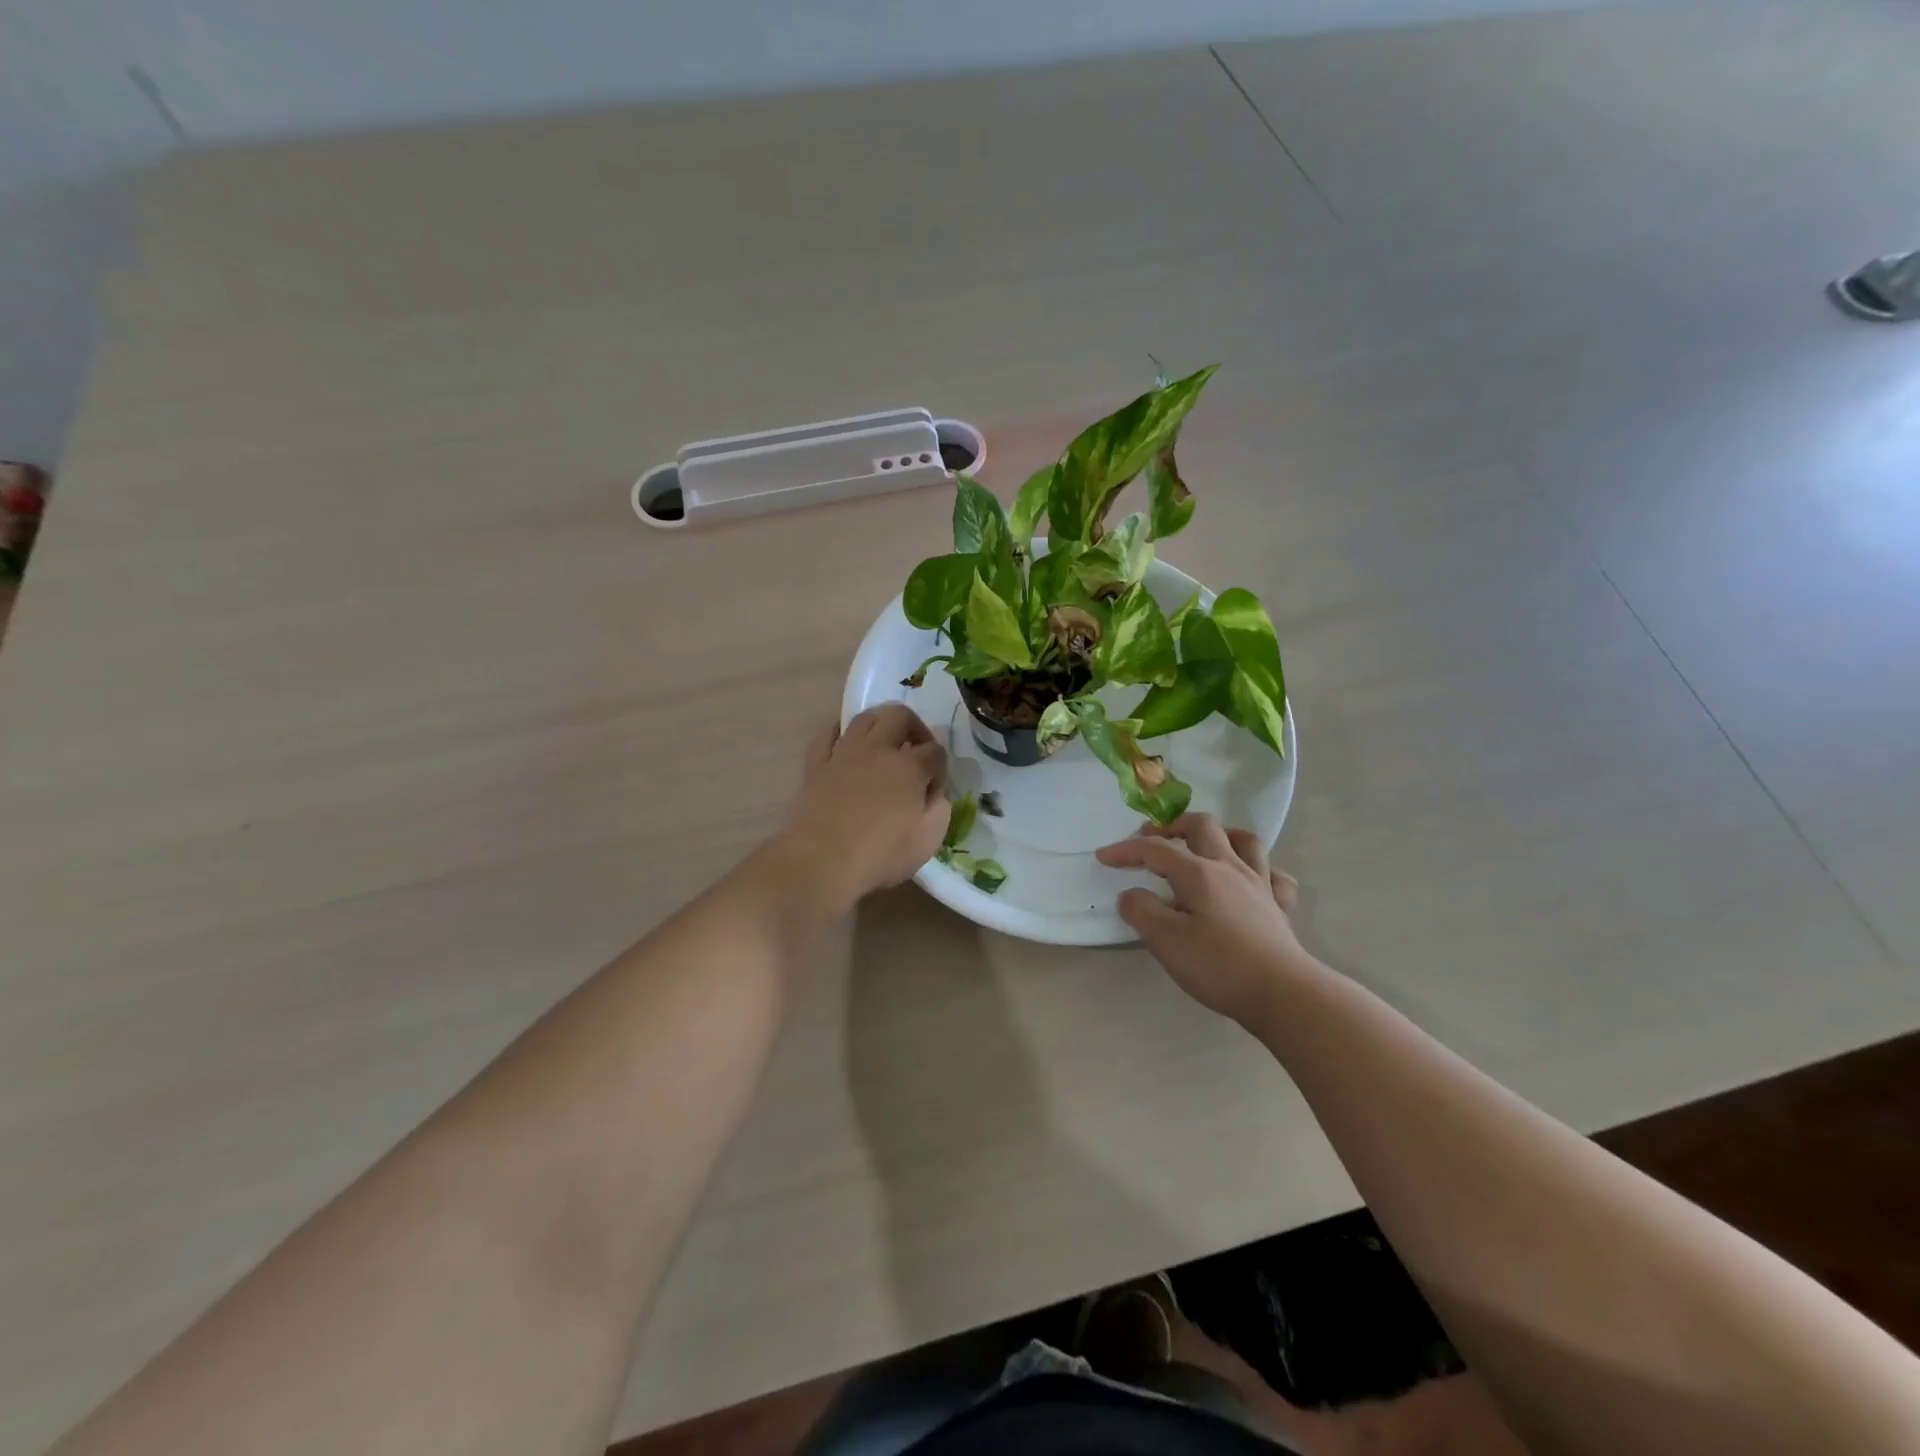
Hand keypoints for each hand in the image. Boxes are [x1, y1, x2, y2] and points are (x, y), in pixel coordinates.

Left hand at [777, 705, 949, 909]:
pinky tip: (845, 743)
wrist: (821, 862)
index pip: (935, 751)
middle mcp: (877, 749)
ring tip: (884, 744)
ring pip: (865, 718)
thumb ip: (939, 809)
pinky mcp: (816, 765)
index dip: (940, 768)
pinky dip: (839, 733)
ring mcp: (844, 753)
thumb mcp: (927, 840)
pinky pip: (827, 735)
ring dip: (880, 724)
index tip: (934, 789)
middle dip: (915, 728)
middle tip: (917, 750)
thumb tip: (934, 792)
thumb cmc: (879, 855)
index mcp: (909, 767)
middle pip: (900, 716)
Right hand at [1096, 813, 1312, 1025]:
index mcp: (1199, 873)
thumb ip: (1142, 911)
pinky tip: (1250, 879)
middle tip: (1153, 838)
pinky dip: (1259, 869)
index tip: (1103, 857)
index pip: (1155, 849)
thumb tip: (1130, 895)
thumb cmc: (1219, 967)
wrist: (1283, 994)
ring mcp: (1259, 884)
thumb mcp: (1166, 942)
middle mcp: (1230, 868)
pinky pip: (1274, 874)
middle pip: (1202, 826)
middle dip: (1173, 825)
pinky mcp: (1279, 907)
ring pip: (1244, 841)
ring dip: (1220, 835)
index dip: (1126, 850)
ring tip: (1203, 845)